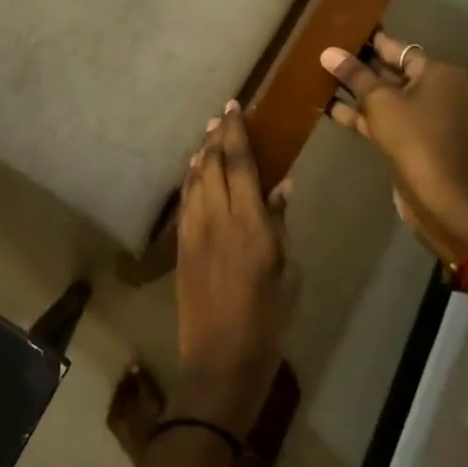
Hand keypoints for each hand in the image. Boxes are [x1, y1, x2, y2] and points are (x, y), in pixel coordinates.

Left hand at [169, 102, 297, 437]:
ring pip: (195, 179)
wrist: (220, 359)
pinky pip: (186, 200)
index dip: (236, 132)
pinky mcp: (181, 245)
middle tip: (221, 115)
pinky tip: (196, 172)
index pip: (240, 164)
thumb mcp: (287, 272)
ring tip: (209, 136)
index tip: (234, 107)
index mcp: (250, 225)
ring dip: (202, 154)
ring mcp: (194, 231)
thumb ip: (279, 224)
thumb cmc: (267, 320)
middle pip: (213, 164)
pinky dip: (191, 179)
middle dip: (216, 136)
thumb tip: (280, 186)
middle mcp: (218, 218)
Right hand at [320, 32, 467, 259]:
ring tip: (325, 80)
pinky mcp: (420, 144)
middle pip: (396, 74)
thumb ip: (354, 75)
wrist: (440, 196)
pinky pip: (390, 122)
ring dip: (361, 95)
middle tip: (331, 56)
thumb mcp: (379, 101)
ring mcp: (433, 121)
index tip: (347, 33)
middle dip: (364, 69)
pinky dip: (367, 117)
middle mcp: (442, 93)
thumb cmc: (414, 137)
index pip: (401, 50)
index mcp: (441, 74)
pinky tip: (334, 110)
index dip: (372, 42)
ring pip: (391, 100)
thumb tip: (329, 52)